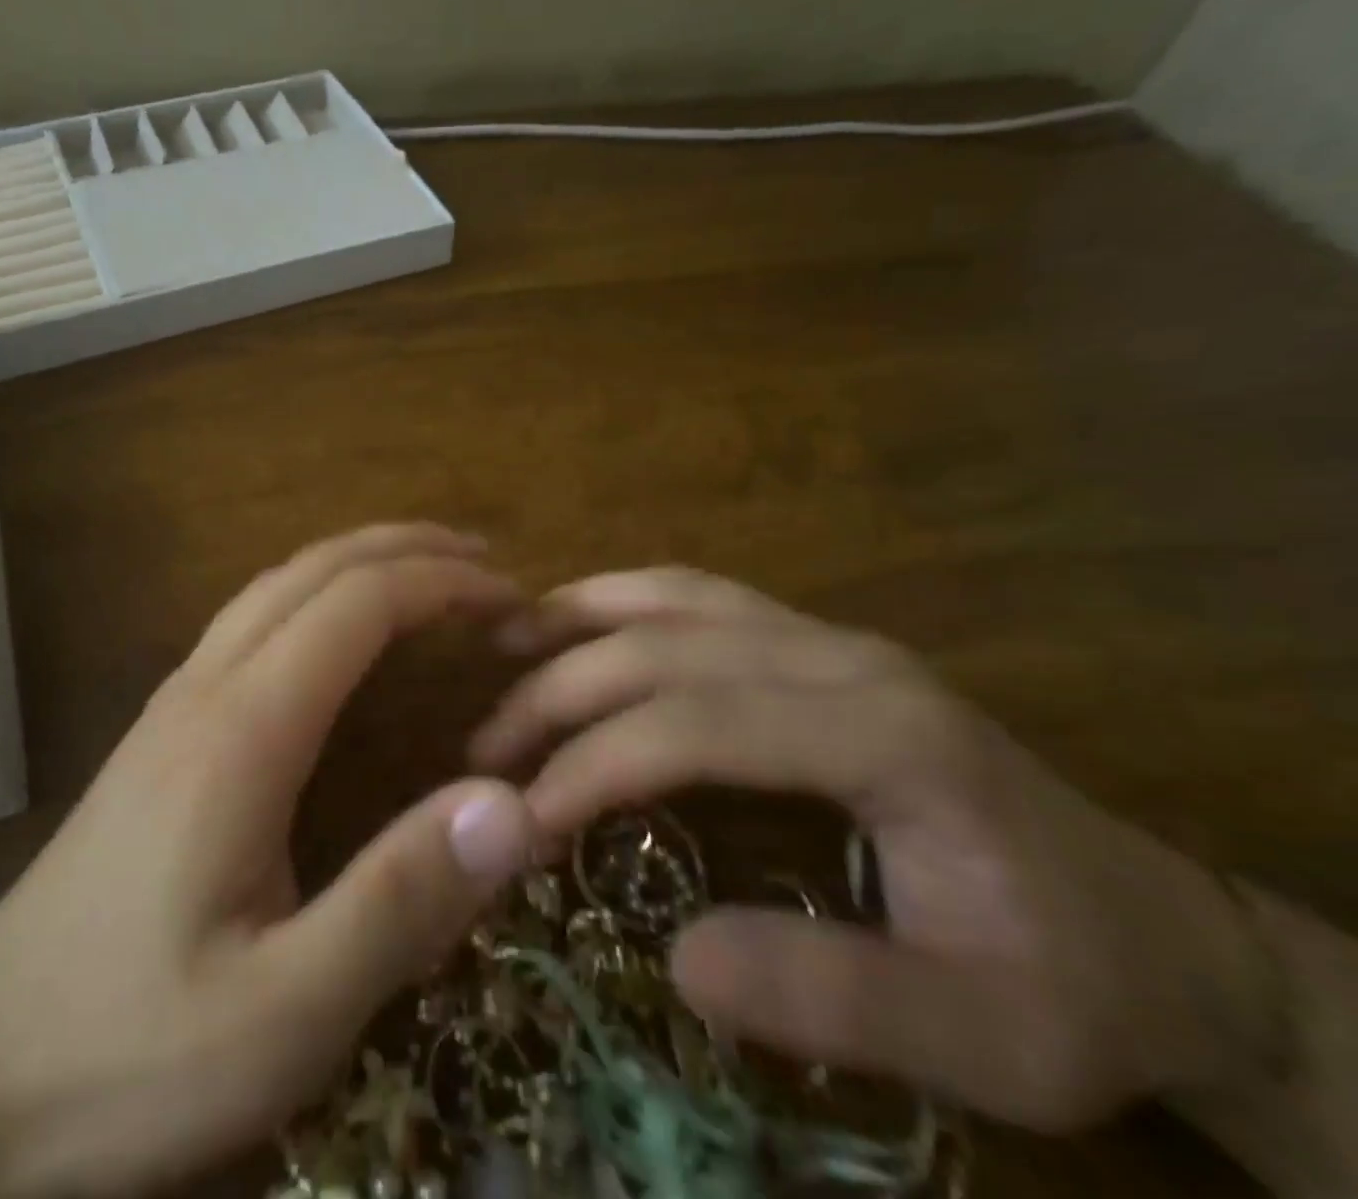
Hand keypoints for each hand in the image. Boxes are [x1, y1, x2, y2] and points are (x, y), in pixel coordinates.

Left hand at [0, 525, 536, 1195]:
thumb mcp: (283, 1015)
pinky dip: (319, 591)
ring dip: (359, 559)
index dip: (441, 583)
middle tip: (487, 563)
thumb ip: (400, 904)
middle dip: (407, 548)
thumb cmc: (126, 1053)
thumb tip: (512, 804)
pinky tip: (341, 629)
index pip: (357, 604)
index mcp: (243, 731)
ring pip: (276, 583)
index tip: (510, 599)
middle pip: (315, 569)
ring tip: (429, 572)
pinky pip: (252, 617)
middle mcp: (207, 688)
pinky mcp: (164, 728)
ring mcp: (176, 702)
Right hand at [470, 568, 1281, 1131]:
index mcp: (886, 734)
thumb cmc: (1065, 981)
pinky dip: (625, 600)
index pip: (700, 722)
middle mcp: (843, 657)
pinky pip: (699, 597)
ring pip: (678, 597)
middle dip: (563, 690)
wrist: (1152, 924)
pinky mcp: (812, 641)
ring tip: (503, 641)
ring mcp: (827, 637)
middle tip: (486, 746)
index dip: (598, 760)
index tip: (524, 812)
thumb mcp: (984, 1039)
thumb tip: (677, 957)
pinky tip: (580, 620)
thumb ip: (835, 999)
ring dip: (582, 616)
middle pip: (670, 647)